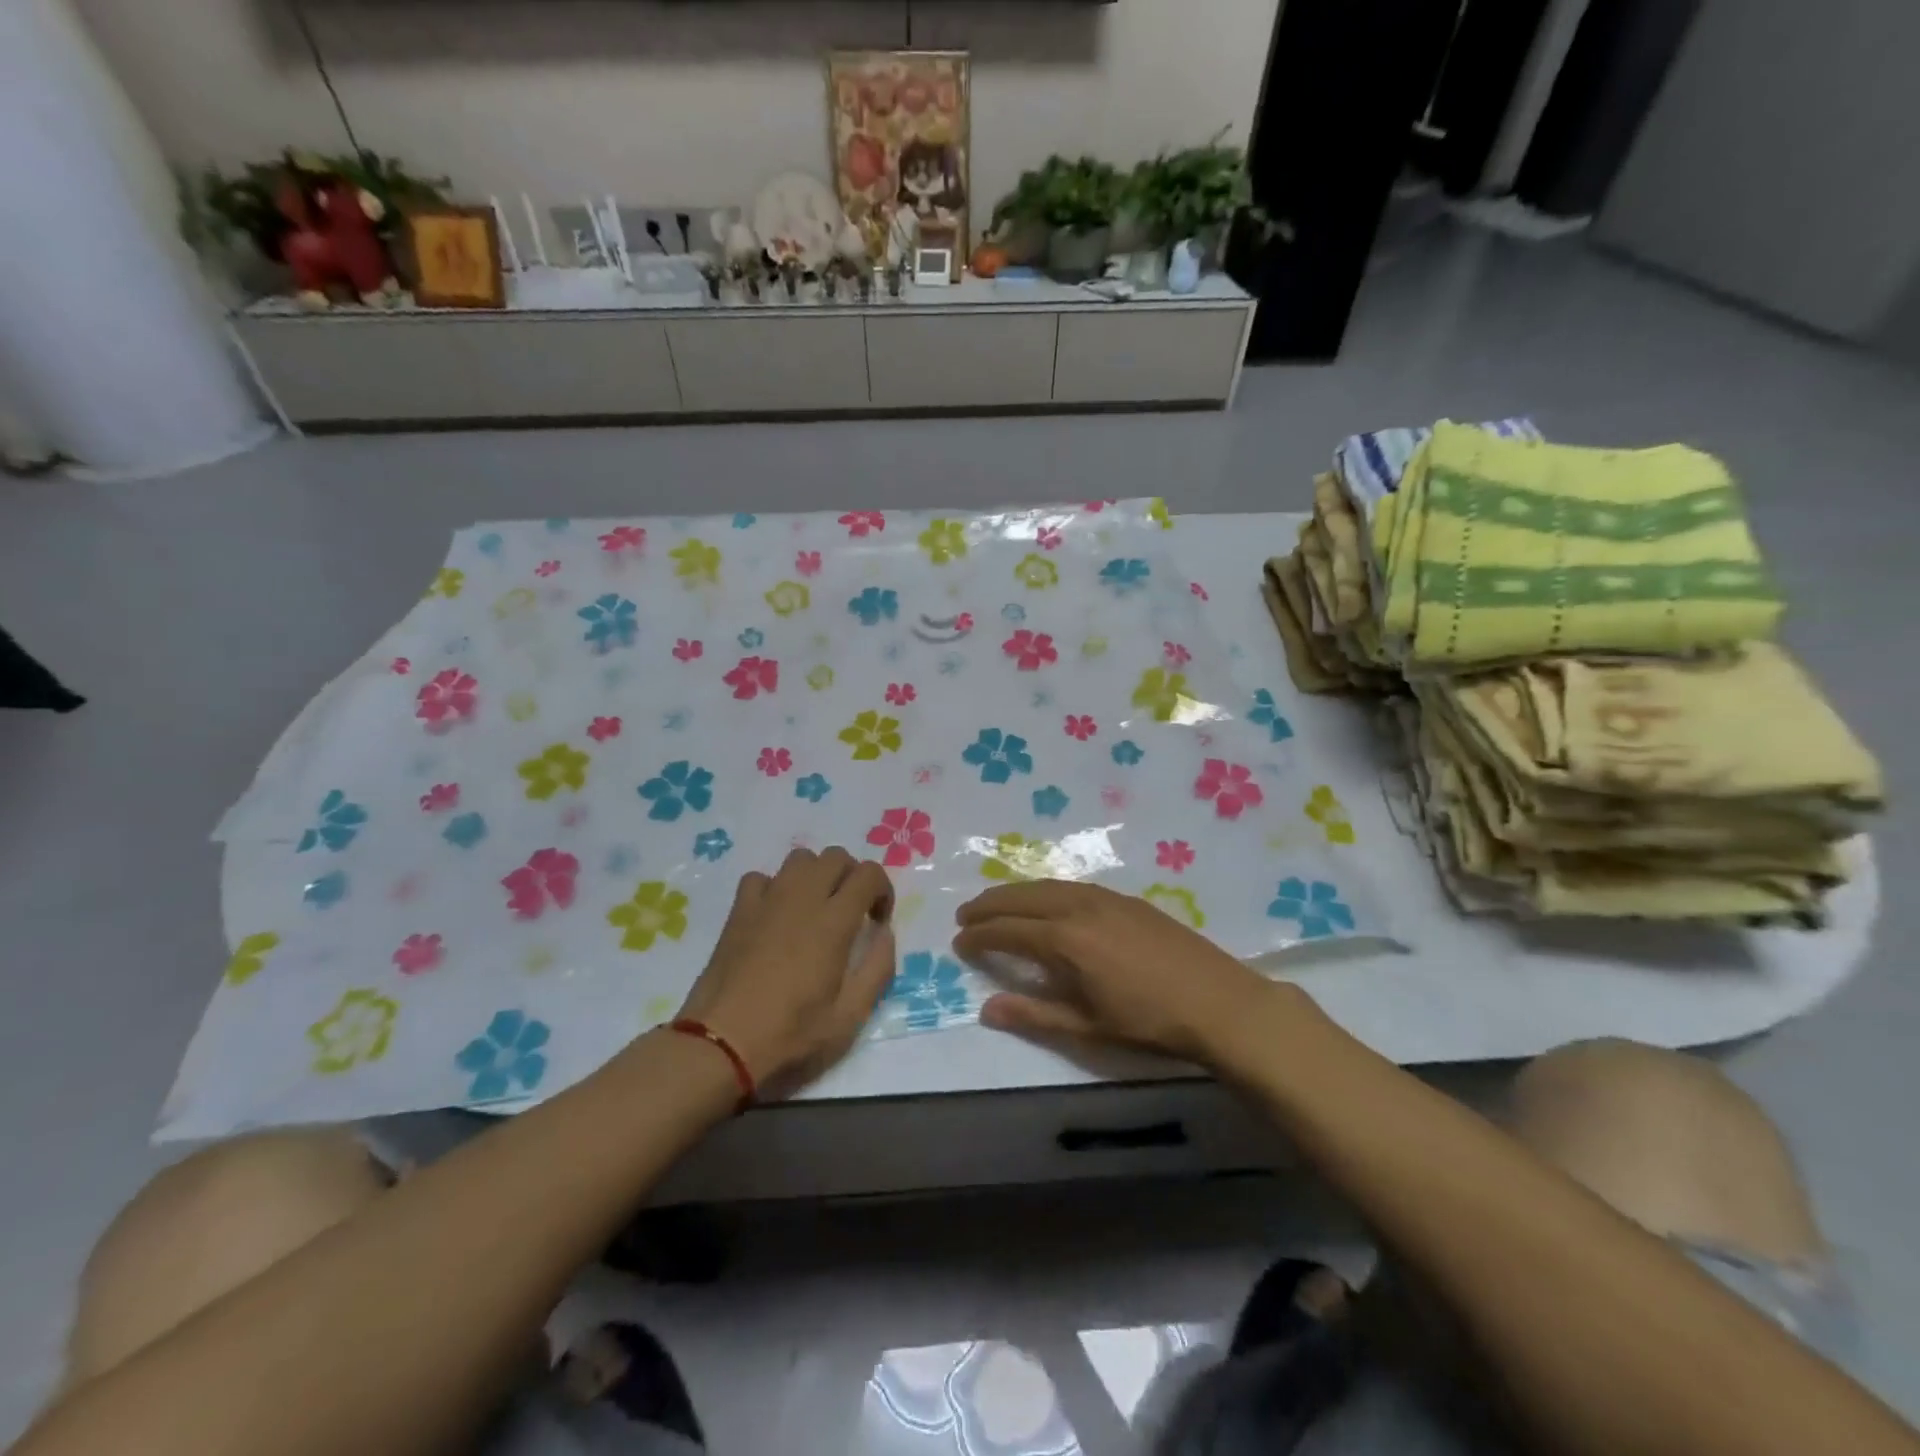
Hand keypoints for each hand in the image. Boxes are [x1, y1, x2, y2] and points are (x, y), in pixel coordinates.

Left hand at [675, 847, 895, 1096]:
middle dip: (852, 876)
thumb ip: (877, 969)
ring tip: (815, 909)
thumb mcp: (849, 1017)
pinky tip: (776, 916)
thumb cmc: (790, 1034)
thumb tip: (884, 934)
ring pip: (799, 859)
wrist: (721, 1043)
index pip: (869, 874)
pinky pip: (761, 878)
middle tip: (851, 912)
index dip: (882, 891)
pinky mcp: (739, 911)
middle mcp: (802, 898)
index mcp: (833, 922)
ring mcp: (766, 901)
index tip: (877, 922)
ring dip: (816, 875)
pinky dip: (775, 887)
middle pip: (835, 856)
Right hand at [953, 880, 1271, 1064]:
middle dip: (990, 904)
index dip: (980, 936)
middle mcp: (1079, 908)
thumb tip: (986, 1008)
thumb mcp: (1086, 1027)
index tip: (958, 941)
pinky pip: (1073, 886)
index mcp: (1066, 940)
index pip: (1009, 931)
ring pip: (1048, 885)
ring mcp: (1106, 898)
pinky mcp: (1127, 899)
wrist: (1218, 1002)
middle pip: (1023, 897)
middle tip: (965, 914)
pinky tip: (1048, 901)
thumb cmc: (1149, 1023)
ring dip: (1017, 892)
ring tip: (997, 903)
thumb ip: (1034, 1013)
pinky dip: (1047, 890)